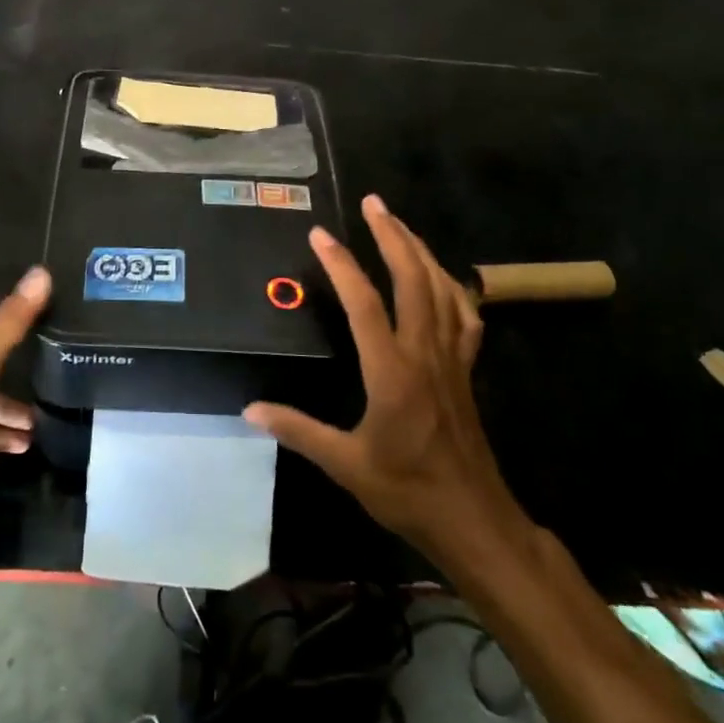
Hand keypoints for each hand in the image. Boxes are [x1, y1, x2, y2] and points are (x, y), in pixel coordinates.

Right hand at [245, 196, 532, 564]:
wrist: (473, 519)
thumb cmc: (407, 491)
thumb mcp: (346, 465)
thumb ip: (298, 431)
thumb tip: (250, 411)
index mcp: (392, 373)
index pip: (365, 305)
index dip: (342, 266)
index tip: (320, 235)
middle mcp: (425, 353)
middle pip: (413, 279)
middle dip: (392, 236)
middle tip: (372, 203)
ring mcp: (451, 357)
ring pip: (441, 288)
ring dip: (419, 249)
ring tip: (398, 222)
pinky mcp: (466, 368)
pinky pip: (464, 314)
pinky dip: (452, 284)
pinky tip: (440, 275)